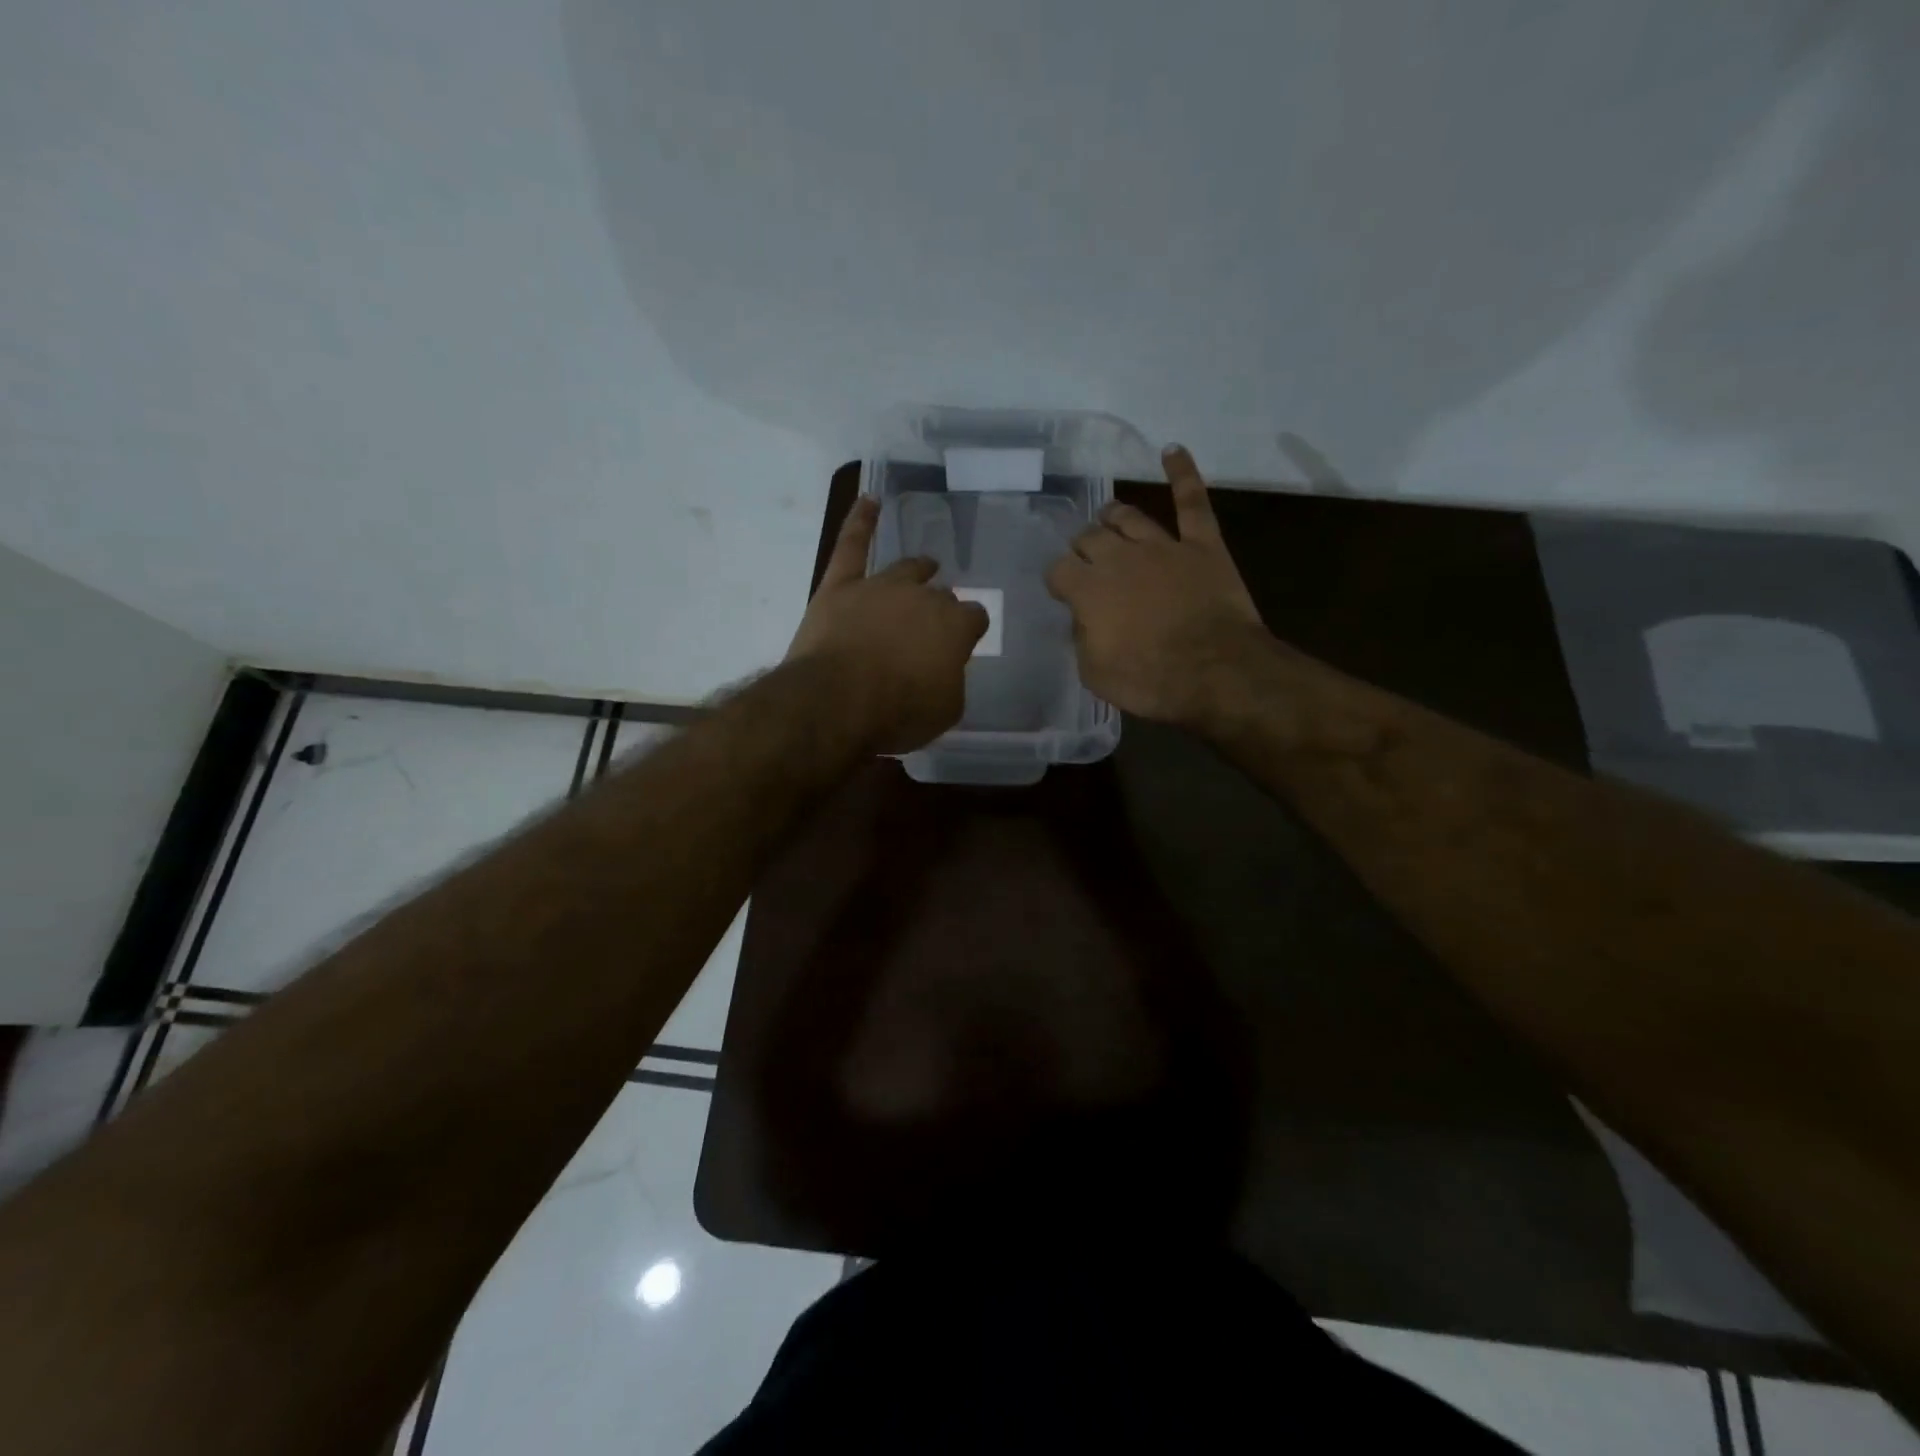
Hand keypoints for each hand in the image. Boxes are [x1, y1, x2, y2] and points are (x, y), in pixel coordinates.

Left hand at [786, 496, 989, 753]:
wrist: (837, 703)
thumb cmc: (898, 713)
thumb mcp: (945, 710)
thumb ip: (951, 681)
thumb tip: (943, 667)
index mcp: (955, 626)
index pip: (974, 618)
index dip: (969, 630)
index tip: (964, 642)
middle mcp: (922, 597)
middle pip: (939, 595)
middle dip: (940, 607)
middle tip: (934, 623)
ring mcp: (880, 586)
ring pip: (906, 569)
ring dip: (919, 569)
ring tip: (926, 566)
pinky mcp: (840, 586)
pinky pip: (851, 545)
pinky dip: (861, 521)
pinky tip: (869, 500)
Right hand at [1045, 445, 1266, 727]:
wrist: (1214, 672)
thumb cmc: (1149, 681)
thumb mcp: (1095, 672)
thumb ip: (1083, 638)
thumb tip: (1084, 618)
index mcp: (1088, 589)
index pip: (1059, 569)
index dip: (1058, 579)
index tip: (1063, 591)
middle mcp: (1119, 558)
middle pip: (1090, 537)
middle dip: (1083, 547)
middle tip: (1086, 559)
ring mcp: (1162, 546)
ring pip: (1129, 517)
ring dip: (1114, 516)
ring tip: (1108, 517)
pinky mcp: (1202, 545)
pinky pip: (1192, 502)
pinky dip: (1182, 473)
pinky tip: (1172, 451)